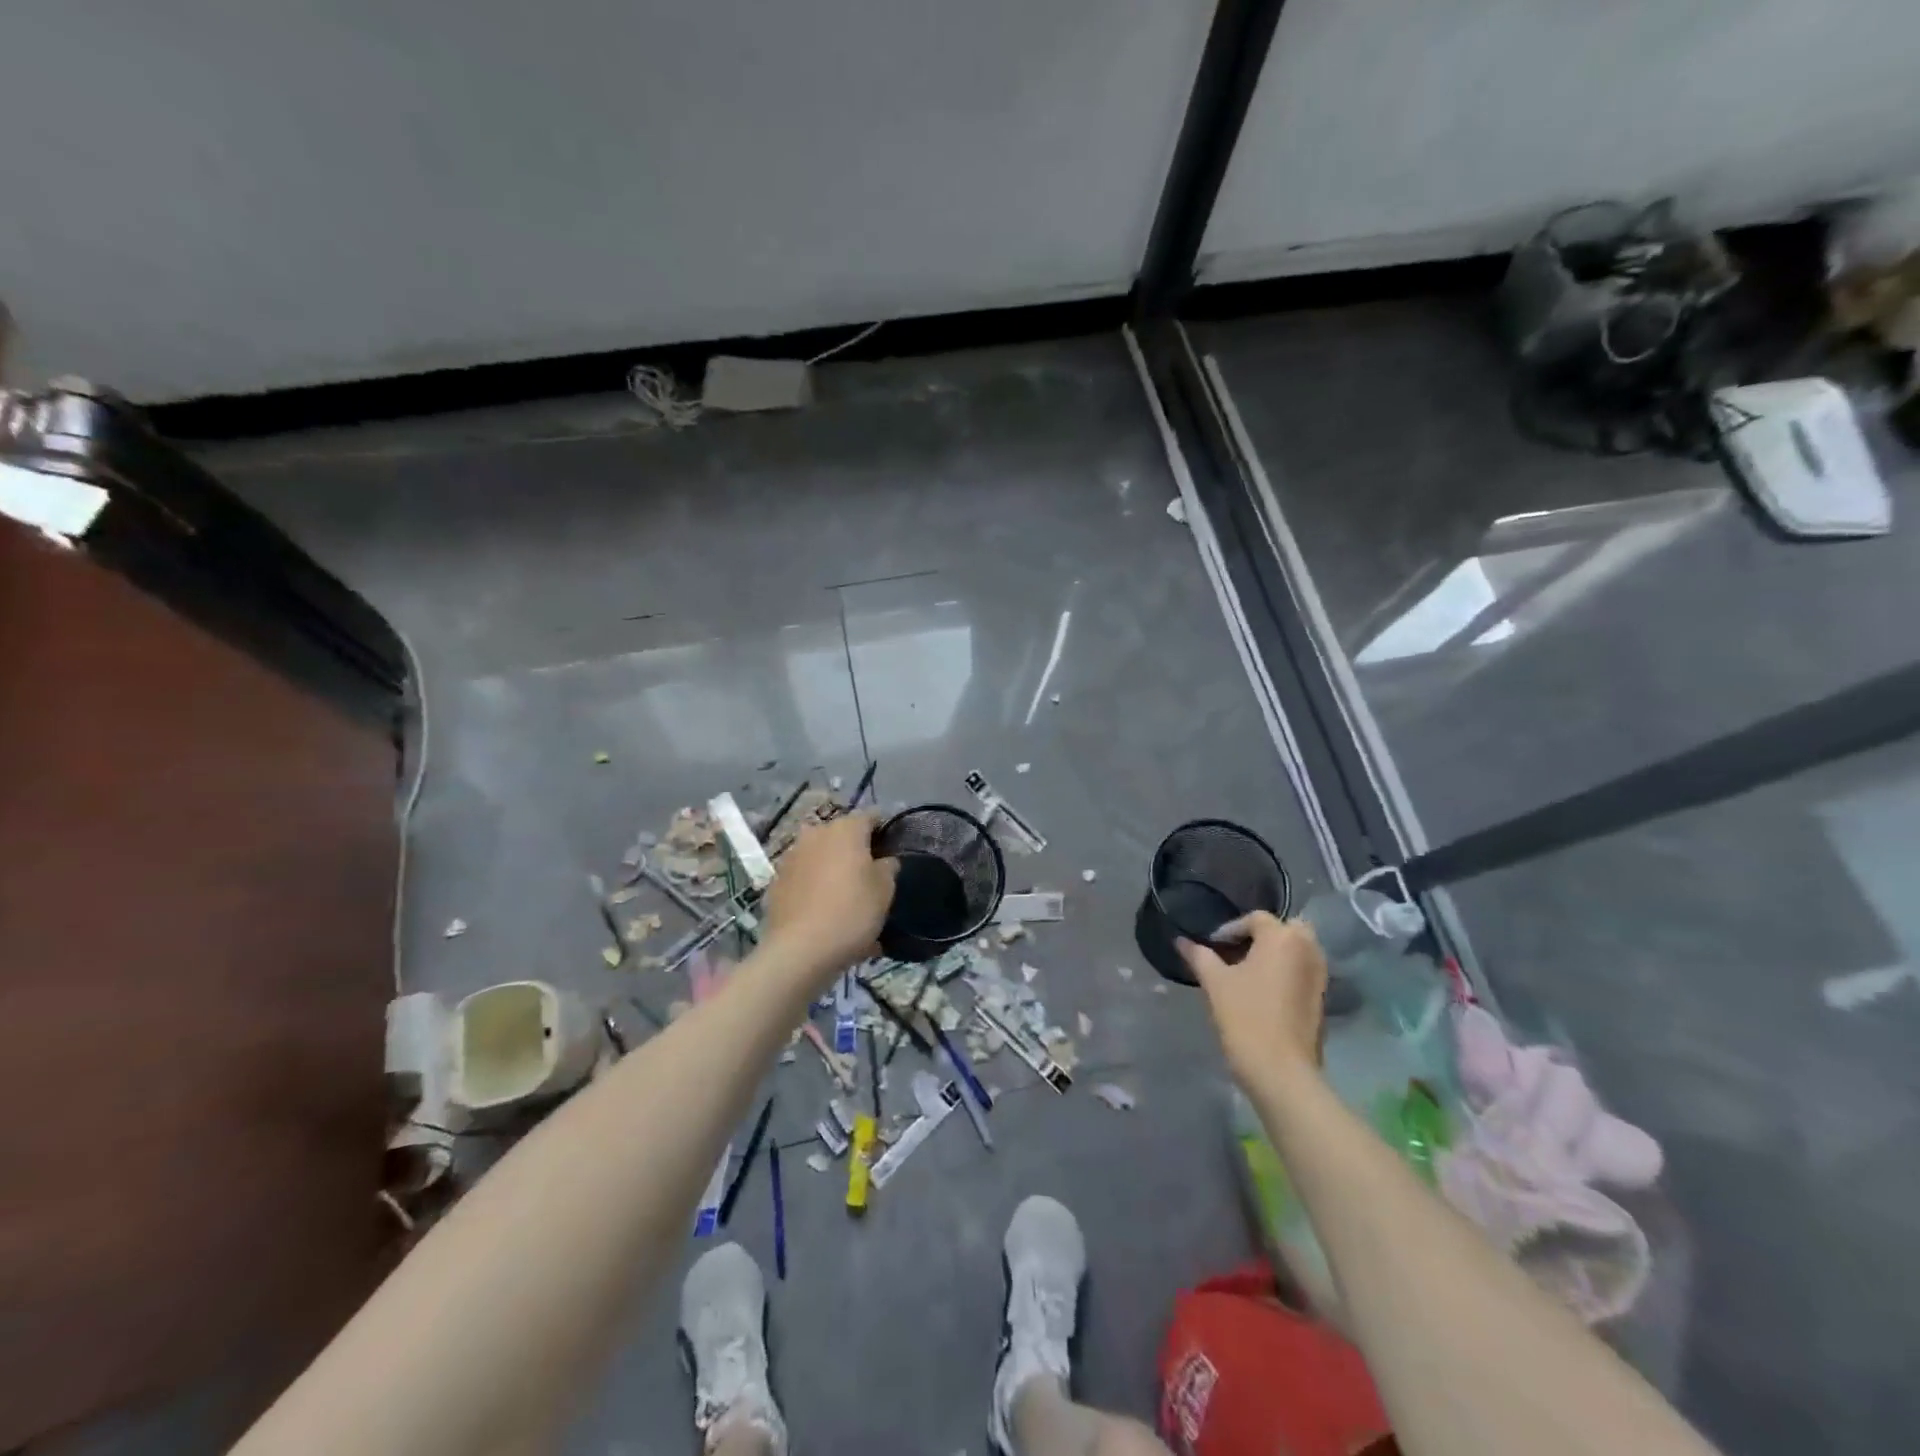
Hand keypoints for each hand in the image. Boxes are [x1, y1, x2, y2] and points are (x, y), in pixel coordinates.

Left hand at [761, 812, 897, 981]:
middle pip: (842, 835)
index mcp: (845, 828)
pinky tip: (825, 911)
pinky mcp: (776, 881)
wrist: (799, 951)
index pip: (871, 816)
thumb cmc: (851, 912)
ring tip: (846, 895)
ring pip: (820, 856)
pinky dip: (815, 888)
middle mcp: (815, 834)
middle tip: (870, 874)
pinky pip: (804, 878)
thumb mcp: (885, 890)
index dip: (884, 830)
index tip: (893, 848)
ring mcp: (791, 856)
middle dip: (856, 849)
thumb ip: (888, 867)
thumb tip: (884, 860)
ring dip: (833, 868)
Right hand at [1179, 912, 1326, 1092]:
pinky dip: (1286, 971)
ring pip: (1297, 949)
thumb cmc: (1245, 1016)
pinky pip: (1303, 970)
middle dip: (1262, 935)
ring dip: (1275, 953)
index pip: (1256, 918)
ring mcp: (1320, 974)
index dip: (1230, 929)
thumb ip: (1199, 955)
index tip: (1211, 947)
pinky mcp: (1322, 997)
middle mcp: (1308, 949)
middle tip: (1235, 952)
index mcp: (1282, 938)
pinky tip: (1263, 991)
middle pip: (1285, 929)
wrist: (1281, 1071)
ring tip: (1247, 972)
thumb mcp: (1215, 982)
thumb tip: (1181, 940)